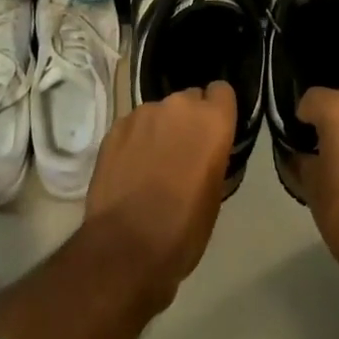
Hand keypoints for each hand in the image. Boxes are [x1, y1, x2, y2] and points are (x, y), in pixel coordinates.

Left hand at [83, 81, 235, 306]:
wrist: (126, 247)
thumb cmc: (183, 229)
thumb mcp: (214, 195)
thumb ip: (213, 157)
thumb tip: (204, 151)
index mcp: (212, 121)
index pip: (222, 91)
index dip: (217, 110)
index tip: (212, 132)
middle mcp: (179, 106)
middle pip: (189, 99)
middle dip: (188, 121)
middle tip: (182, 154)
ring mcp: (143, 113)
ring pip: (159, 113)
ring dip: (160, 130)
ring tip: (152, 165)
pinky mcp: (116, 126)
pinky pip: (133, 125)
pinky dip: (135, 141)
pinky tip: (129, 170)